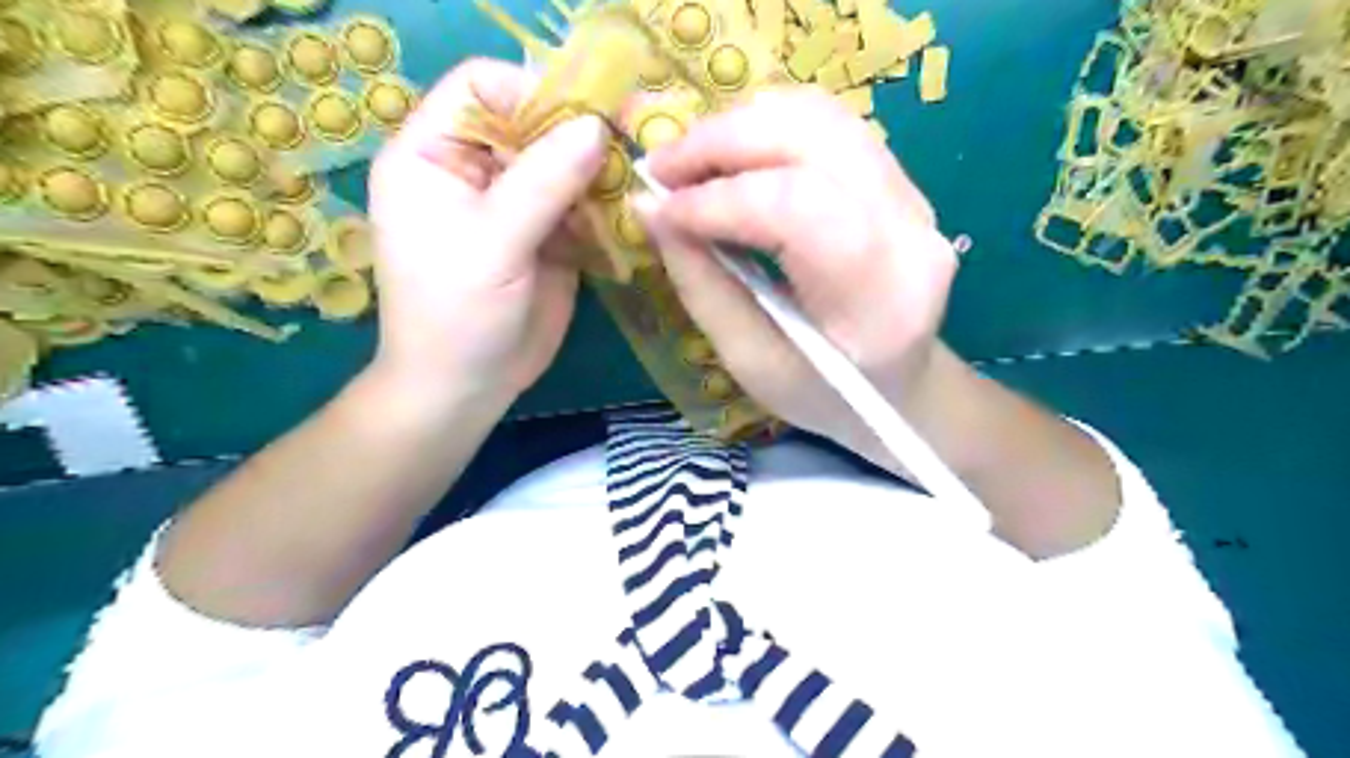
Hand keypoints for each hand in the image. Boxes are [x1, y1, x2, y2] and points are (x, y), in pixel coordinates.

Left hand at [363, 59, 607, 414]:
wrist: (468, 387)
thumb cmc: (456, 314)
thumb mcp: (492, 243)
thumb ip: (542, 183)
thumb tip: (597, 126)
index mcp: (434, 155)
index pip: (480, 86)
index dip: (530, 92)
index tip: (583, 121)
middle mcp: (476, 170)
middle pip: (532, 122)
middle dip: (578, 135)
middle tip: (627, 150)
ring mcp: (516, 204)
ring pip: (564, 164)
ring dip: (598, 175)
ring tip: (630, 191)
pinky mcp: (547, 236)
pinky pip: (581, 205)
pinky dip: (605, 209)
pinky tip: (625, 220)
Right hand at [637, 87, 957, 458]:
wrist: (898, 389)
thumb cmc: (823, 395)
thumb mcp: (751, 360)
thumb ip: (701, 284)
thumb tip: (649, 208)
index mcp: (878, 298)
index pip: (797, 209)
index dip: (716, 200)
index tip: (657, 208)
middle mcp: (910, 230)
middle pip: (813, 138)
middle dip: (720, 141)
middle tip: (659, 167)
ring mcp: (914, 197)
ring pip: (822, 117)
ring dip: (741, 125)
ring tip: (688, 160)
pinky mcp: (901, 182)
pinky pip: (830, 126)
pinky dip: (768, 127)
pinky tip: (731, 156)